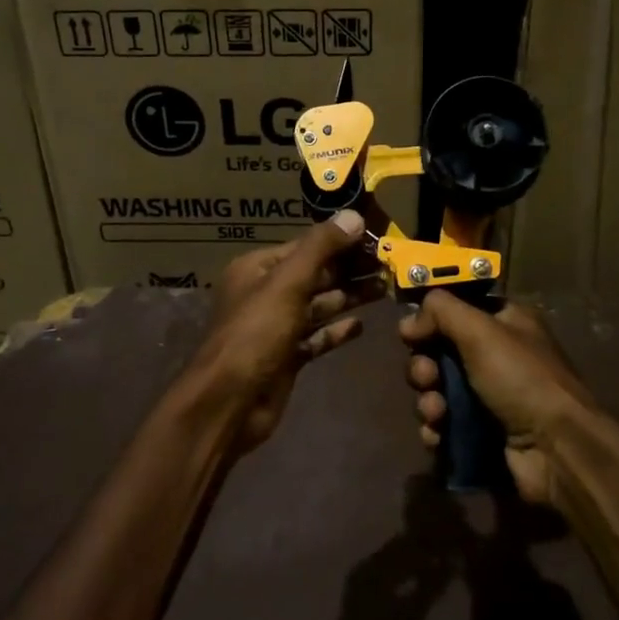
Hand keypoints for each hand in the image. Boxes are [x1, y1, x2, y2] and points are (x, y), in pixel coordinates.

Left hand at [187, 210, 380, 453]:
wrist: (229, 403)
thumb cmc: (255, 334)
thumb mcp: (287, 283)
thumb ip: (320, 248)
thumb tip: (353, 216)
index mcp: (258, 268)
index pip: (306, 246)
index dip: (341, 240)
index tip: (377, 238)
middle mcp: (266, 293)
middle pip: (315, 274)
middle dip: (350, 269)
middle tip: (389, 264)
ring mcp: (276, 327)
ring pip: (319, 305)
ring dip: (349, 296)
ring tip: (386, 288)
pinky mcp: (287, 356)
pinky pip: (316, 337)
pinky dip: (337, 330)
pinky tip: (362, 326)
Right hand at [399, 293, 593, 504]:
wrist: (556, 450)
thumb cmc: (521, 379)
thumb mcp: (480, 330)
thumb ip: (441, 311)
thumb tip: (410, 320)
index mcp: (506, 322)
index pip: (457, 310)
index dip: (431, 321)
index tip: (411, 334)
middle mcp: (498, 355)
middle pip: (441, 351)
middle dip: (424, 366)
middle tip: (427, 378)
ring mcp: (491, 397)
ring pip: (439, 389)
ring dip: (428, 400)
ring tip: (436, 413)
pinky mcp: (483, 432)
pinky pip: (446, 423)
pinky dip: (436, 428)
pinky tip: (437, 436)